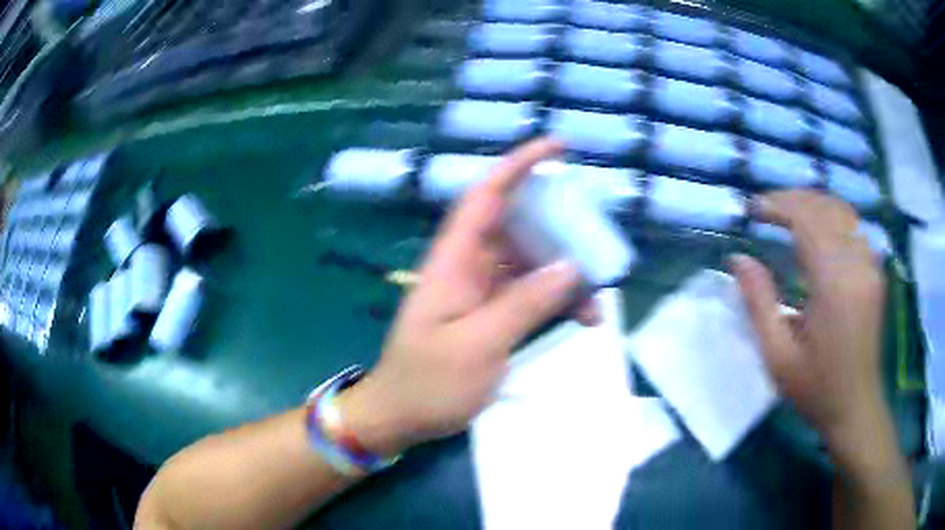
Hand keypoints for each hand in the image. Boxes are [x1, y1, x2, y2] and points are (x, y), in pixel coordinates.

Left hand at [341, 139, 593, 454]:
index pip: (486, 196)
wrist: (400, 416)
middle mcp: (468, 266)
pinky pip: (530, 293)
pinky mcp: (491, 313)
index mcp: (454, 261)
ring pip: (530, 261)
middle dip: (557, 223)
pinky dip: (557, 300)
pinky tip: (585, 318)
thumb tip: (569, 267)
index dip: (518, 166)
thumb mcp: (478, 346)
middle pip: (516, 225)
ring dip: (565, 271)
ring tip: (599, 291)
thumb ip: (523, 304)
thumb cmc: (428, 383)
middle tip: (596, 231)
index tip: (557, 148)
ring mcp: (481, 290)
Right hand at [730, 190, 887, 453]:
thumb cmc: (816, 389)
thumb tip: (738, 258)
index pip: (807, 219)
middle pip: (824, 208)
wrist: (856, 408)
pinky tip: (819, 226)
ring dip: (812, 203)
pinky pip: (854, 226)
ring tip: (788, 211)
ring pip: (841, 211)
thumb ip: (758, 303)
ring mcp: (871, 265)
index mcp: (834, 284)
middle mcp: (857, 264)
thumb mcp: (778, 356)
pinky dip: (832, 215)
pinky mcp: (876, 270)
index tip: (753, 209)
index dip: (778, 205)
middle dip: (792, 199)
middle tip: (766, 208)